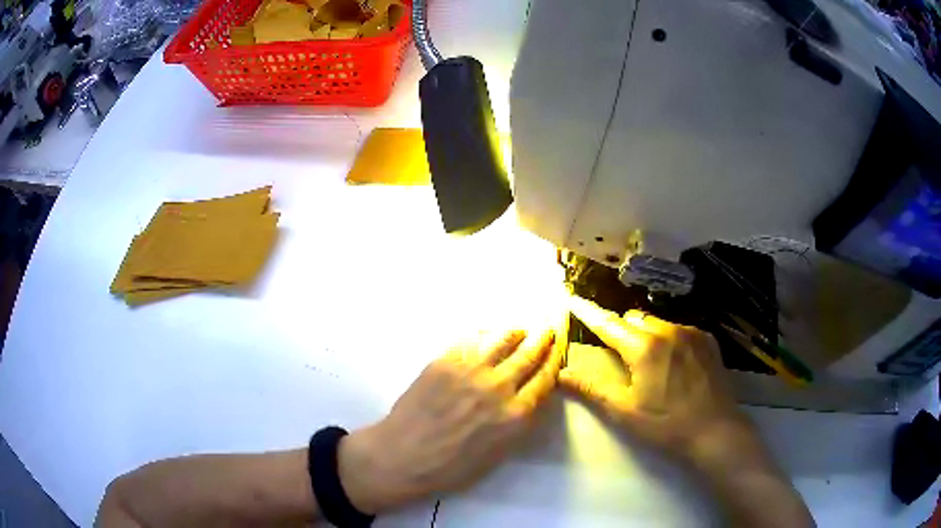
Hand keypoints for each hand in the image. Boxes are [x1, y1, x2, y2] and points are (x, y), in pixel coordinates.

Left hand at [338, 327, 562, 512]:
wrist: (404, 455)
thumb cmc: (452, 467)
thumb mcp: (498, 454)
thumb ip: (517, 424)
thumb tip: (527, 399)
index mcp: (516, 414)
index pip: (544, 380)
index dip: (553, 362)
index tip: (558, 351)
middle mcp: (499, 387)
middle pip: (528, 356)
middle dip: (541, 341)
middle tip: (547, 331)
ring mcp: (471, 371)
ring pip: (501, 341)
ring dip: (515, 333)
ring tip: (521, 329)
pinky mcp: (445, 361)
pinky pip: (472, 341)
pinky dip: (486, 335)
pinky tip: (488, 334)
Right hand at [560, 296, 750, 462]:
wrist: (715, 430)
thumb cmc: (666, 424)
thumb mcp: (624, 411)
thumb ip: (592, 389)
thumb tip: (562, 374)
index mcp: (644, 348)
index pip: (608, 324)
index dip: (588, 313)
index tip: (573, 300)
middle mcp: (668, 331)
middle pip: (633, 318)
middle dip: (620, 330)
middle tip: (617, 354)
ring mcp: (691, 332)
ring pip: (657, 322)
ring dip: (645, 333)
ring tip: (649, 362)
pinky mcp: (707, 339)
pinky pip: (679, 329)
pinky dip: (668, 338)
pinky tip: (674, 363)